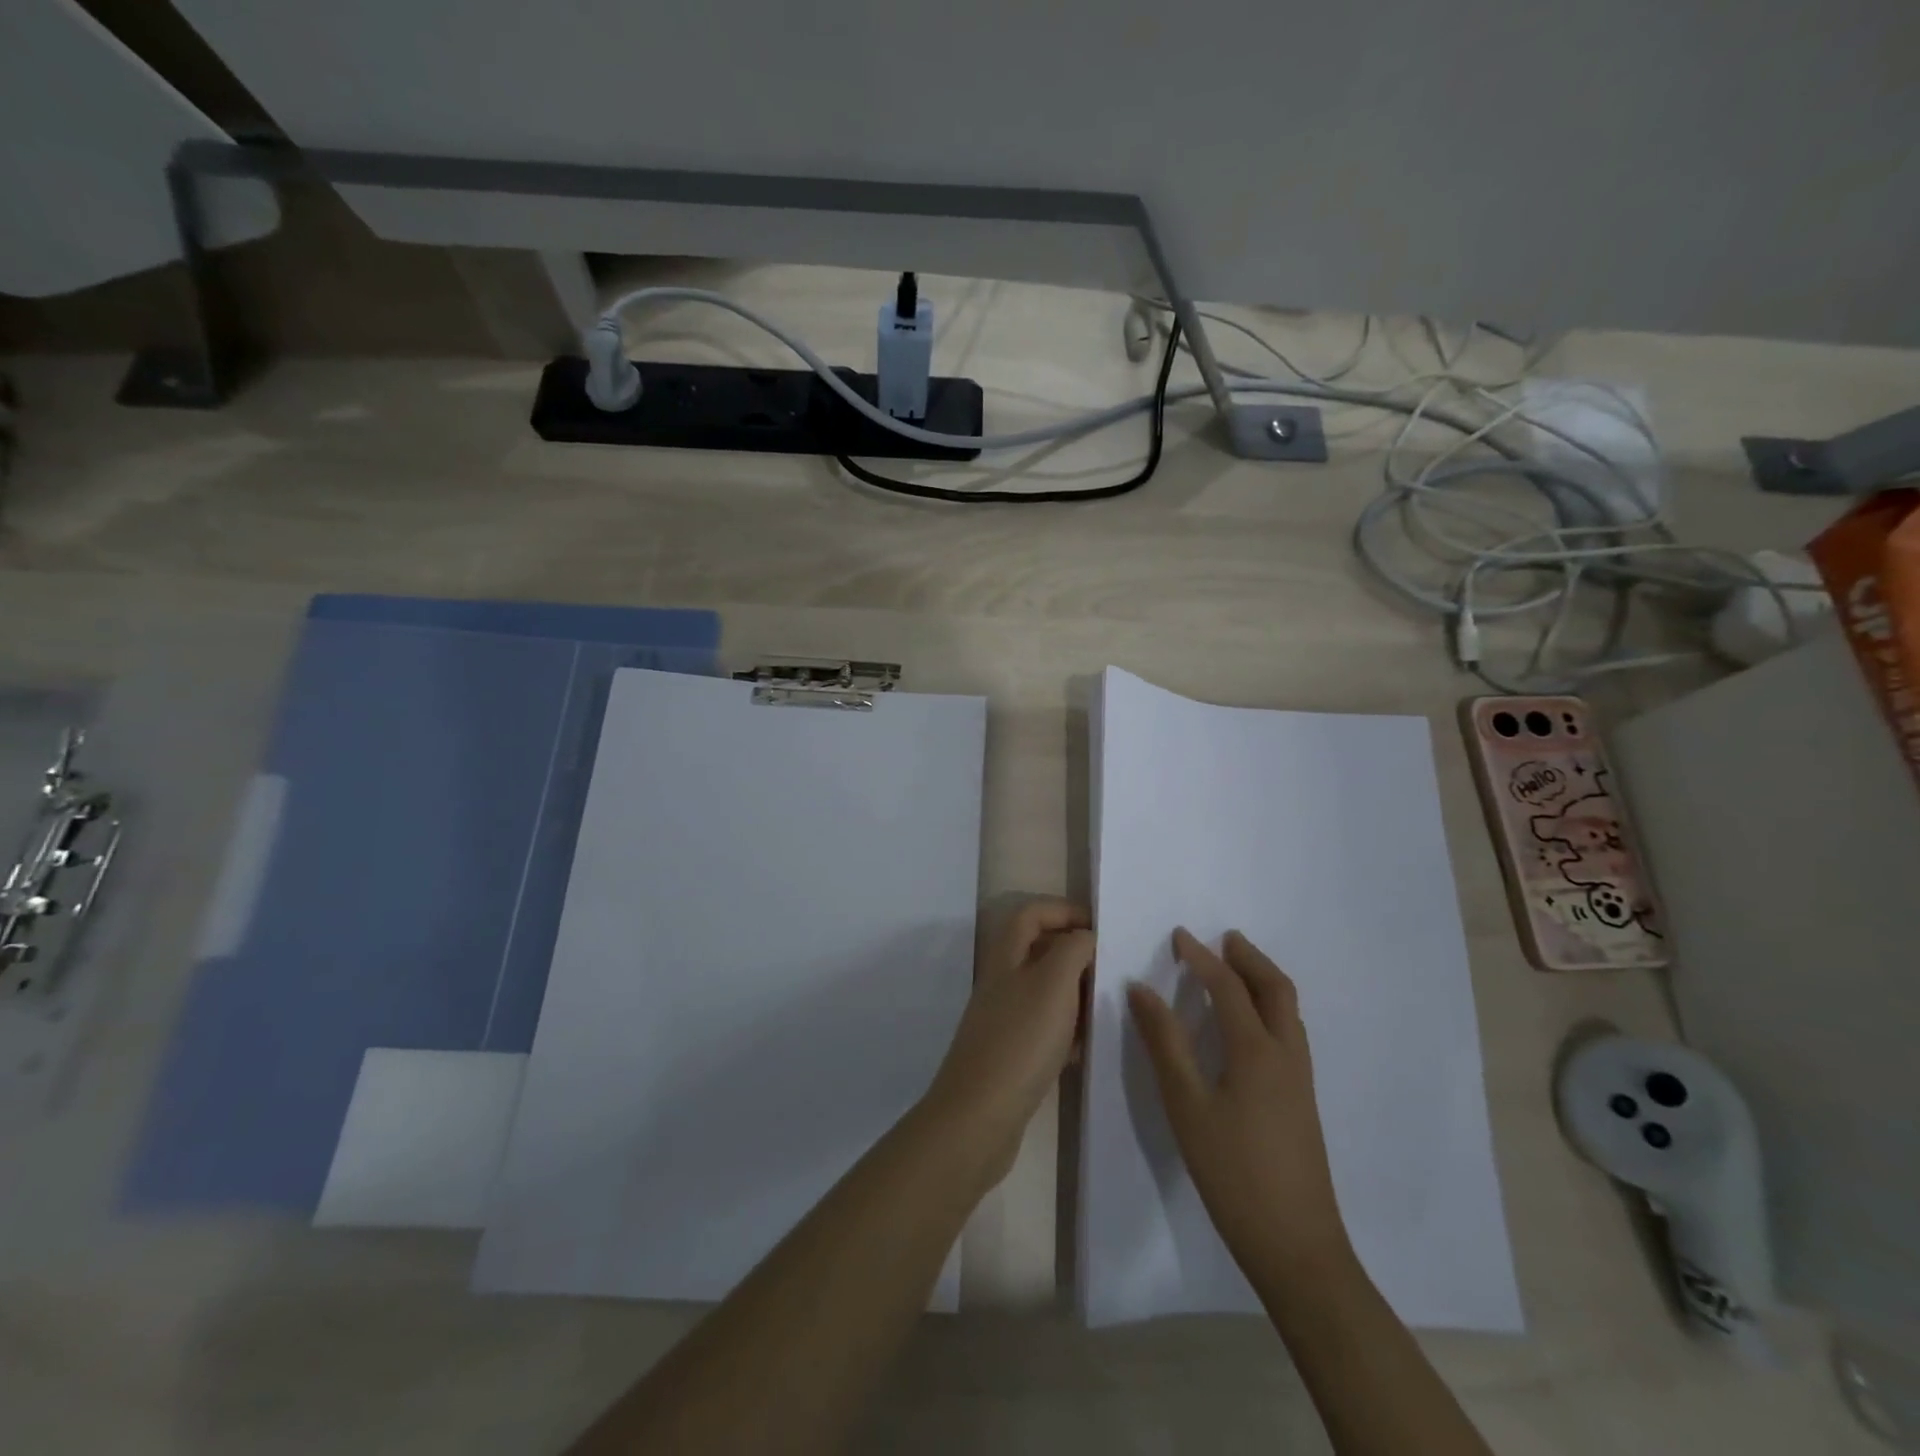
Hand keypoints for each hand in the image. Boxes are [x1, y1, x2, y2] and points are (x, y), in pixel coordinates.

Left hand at [921, 900, 1094, 1189]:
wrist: (980, 1116)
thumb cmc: (1021, 1039)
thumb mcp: (1054, 983)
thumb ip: (1072, 950)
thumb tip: (1083, 936)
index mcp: (1006, 957)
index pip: (1031, 914)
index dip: (1063, 910)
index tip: (1100, 926)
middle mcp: (1001, 982)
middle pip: (1038, 951)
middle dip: (1074, 953)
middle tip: (1110, 968)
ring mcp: (1003, 1019)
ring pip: (1044, 992)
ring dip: (1074, 993)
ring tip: (1106, 1005)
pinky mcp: (1010, 1054)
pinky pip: (1044, 1029)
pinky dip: (1067, 1030)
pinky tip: (1086, 1048)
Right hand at [1128, 929, 1351, 1285]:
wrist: (1296, 1245)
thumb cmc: (1232, 1171)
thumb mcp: (1186, 1105)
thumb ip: (1164, 1043)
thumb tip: (1141, 989)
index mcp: (1256, 1050)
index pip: (1227, 987)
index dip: (1201, 958)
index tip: (1178, 936)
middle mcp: (1286, 1054)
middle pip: (1275, 988)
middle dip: (1249, 958)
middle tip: (1223, 939)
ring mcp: (1300, 1079)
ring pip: (1288, 1010)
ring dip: (1263, 980)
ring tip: (1235, 969)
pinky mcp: (1303, 1100)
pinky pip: (1290, 1032)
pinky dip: (1270, 1007)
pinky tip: (1249, 1024)